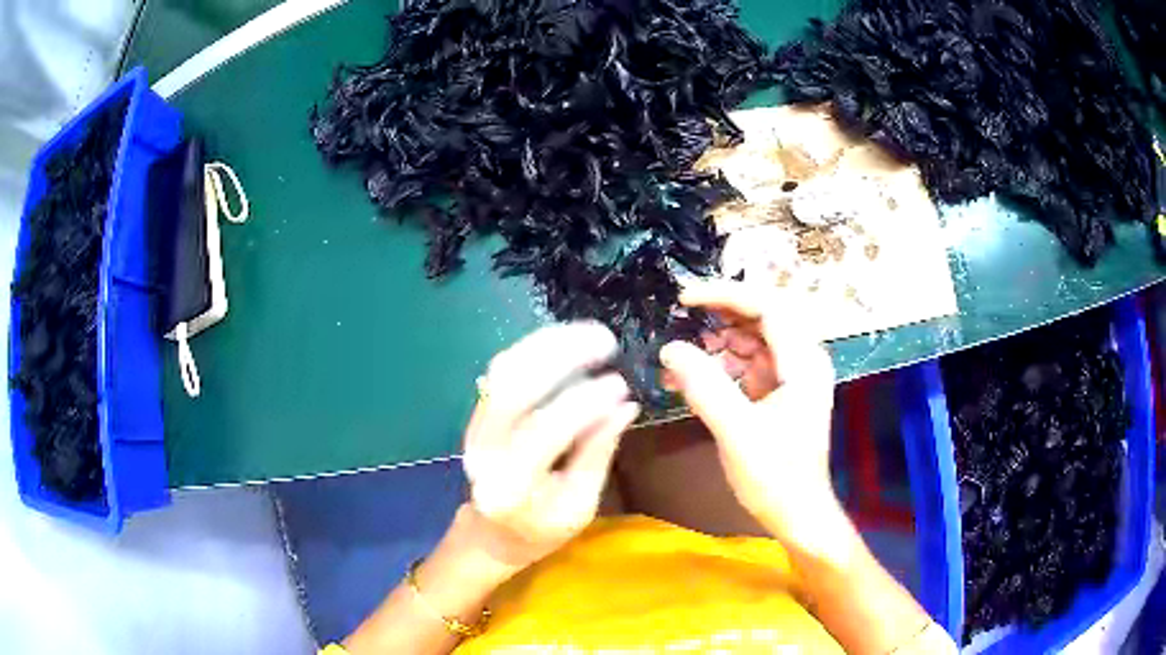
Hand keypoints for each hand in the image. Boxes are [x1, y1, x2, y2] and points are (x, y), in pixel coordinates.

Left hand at [461, 322, 639, 571]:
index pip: (543, 433)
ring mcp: (474, 428)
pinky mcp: (478, 413)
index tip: (620, 383)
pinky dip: (537, 349)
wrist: (493, 532)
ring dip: (549, 344)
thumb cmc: (542, 528)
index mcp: (510, 488)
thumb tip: (625, 405)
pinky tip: (569, 341)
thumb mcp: (580, 506)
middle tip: (606, 340)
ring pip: (504, 370)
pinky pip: (504, 370)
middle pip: (512, 389)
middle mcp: (483, 452)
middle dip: (560, 356)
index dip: (582, 403)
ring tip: (592, 333)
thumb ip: (597, 455)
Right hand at [659, 279, 845, 556]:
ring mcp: (790, 378)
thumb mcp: (737, 432)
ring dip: (714, 347)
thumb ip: (704, 386)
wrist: (797, 515)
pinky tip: (687, 382)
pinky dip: (718, 370)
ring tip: (678, 362)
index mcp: (804, 363)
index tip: (685, 299)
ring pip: (750, 343)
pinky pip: (746, 368)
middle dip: (717, 319)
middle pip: (759, 320)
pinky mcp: (777, 395)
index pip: (767, 307)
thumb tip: (670, 348)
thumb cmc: (776, 477)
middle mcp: (802, 362)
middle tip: (678, 323)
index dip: (725, 295)